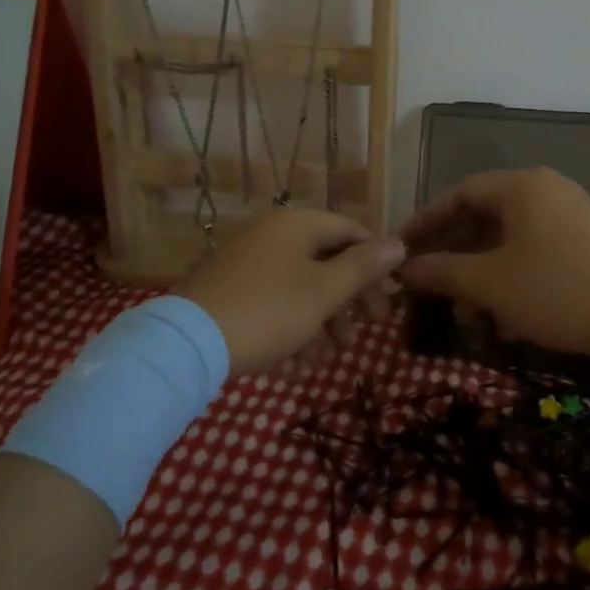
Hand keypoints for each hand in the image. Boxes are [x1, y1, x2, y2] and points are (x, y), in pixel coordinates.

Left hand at [178, 208, 405, 375]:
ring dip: (321, 322)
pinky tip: (295, 365)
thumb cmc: (269, 311)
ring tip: (327, 358)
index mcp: (297, 224)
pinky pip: (275, 301)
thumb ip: (363, 267)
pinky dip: (291, 328)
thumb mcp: (324, 292)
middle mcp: (272, 234)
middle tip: (366, 333)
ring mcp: (249, 261)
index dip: (376, 263)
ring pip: (302, 286)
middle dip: (348, 300)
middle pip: (326, 260)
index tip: (389, 299)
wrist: (189, 343)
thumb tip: (399, 243)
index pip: (351, 231)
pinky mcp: (232, 288)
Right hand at [397, 168, 589, 358]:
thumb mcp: (489, 283)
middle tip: (427, 282)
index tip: (402, 248)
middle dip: (452, 253)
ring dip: (479, 271)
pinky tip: (498, 313)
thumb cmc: (556, 291)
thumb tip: (405, 269)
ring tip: (463, 311)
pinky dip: (508, 275)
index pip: (459, 194)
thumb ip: (442, 272)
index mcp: (522, 187)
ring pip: (507, 238)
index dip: (426, 221)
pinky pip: (532, 249)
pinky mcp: (584, 242)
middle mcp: (545, 190)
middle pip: (483, 215)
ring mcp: (569, 215)